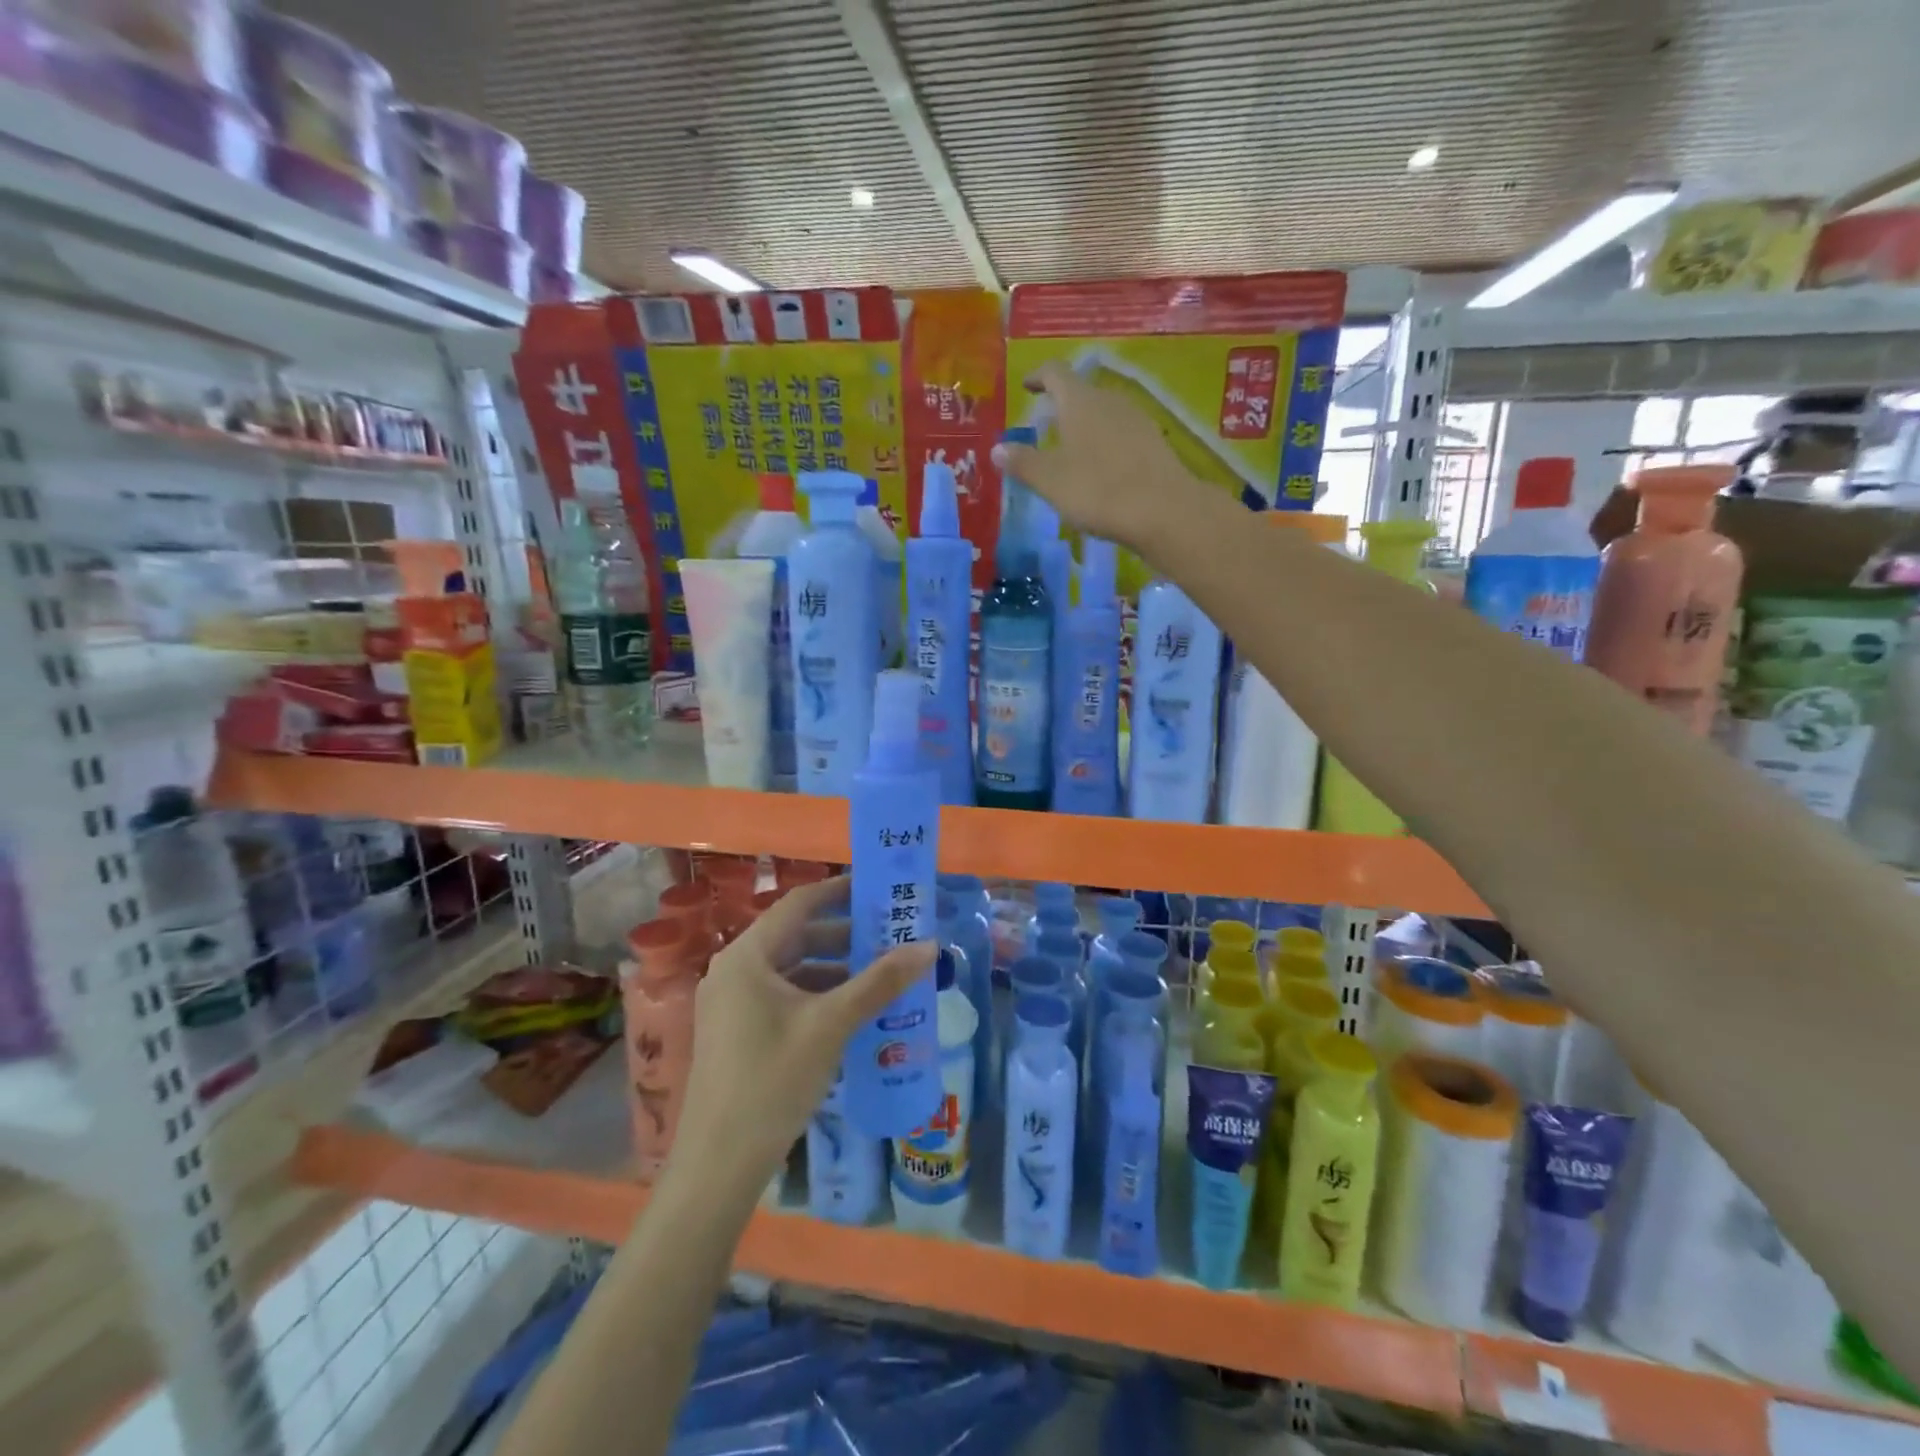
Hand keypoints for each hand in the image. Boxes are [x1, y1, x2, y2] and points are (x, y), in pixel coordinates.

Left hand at [668, 876, 935, 1193]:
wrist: (719, 1165)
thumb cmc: (773, 1080)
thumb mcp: (832, 1025)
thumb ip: (880, 982)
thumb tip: (928, 946)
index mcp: (748, 956)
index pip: (798, 904)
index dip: (839, 891)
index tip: (877, 890)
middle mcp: (735, 970)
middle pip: (796, 936)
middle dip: (844, 936)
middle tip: (890, 936)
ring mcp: (732, 1004)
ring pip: (791, 970)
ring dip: (834, 969)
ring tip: (882, 975)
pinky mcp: (737, 1032)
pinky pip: (783, 997)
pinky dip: (817, 996)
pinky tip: (852, 1012)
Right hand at [991, 362, 1207, 549]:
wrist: (1164, 511)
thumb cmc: (1098, 490)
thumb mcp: (1050, 481)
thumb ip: (1022, 463)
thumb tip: (998, 448)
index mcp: (1079, 402)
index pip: (1055, 373)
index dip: (1038, 376)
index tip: (1027, 385)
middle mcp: (1109, 401)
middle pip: (1081, 393)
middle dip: (1061, 406)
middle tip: (1045, 426)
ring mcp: (1137, 420)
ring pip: (1103, 414)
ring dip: (1084, 427)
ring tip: (1070, 451)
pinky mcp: (1154, 444)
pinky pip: (1121, 435)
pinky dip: (1105, 445)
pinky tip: (1101, 470)